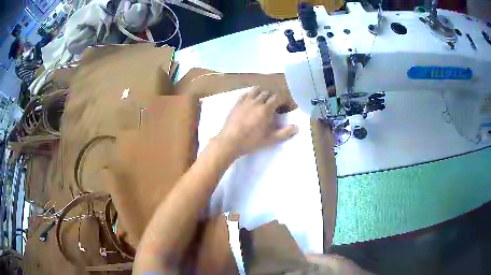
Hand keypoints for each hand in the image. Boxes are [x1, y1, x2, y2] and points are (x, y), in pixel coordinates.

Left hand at [214, 87, 298, 159]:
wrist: (230, 141)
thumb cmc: (251, 141)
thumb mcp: (270, 139)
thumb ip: (284, 133)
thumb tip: (297, 127)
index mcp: (266, 109)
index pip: (278, 97)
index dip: (283, 100)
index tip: (285, 106)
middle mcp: (257, 101)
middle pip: (267, 93)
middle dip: (273, 97)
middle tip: (274, 105)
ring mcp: (245, 101)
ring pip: (256, 90)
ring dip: (261, 93)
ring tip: (263, 101)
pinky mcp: (236, 103)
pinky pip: (245, 94)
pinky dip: (250, 94)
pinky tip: (250, 100)